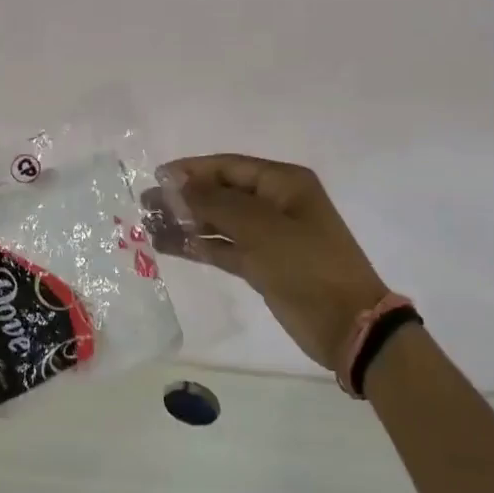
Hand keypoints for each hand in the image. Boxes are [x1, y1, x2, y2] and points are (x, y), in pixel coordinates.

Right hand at [148, 154, 389, 371]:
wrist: (348, 325)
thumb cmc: (307, 265)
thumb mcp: (260, 228)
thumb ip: (214, 203)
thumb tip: (176, 184)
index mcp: (283, 183)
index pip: (228, 167)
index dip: (190, 170)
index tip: (155, 179)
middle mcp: (275, 203)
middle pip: (221, 192)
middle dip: (184, 197)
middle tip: (145, 205)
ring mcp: (269, 236)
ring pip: (219, 221)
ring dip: (187, 223)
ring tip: (149, 226)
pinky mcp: (263, 265)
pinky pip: (224, 247)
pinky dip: (200, 246)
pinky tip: (170, 246)